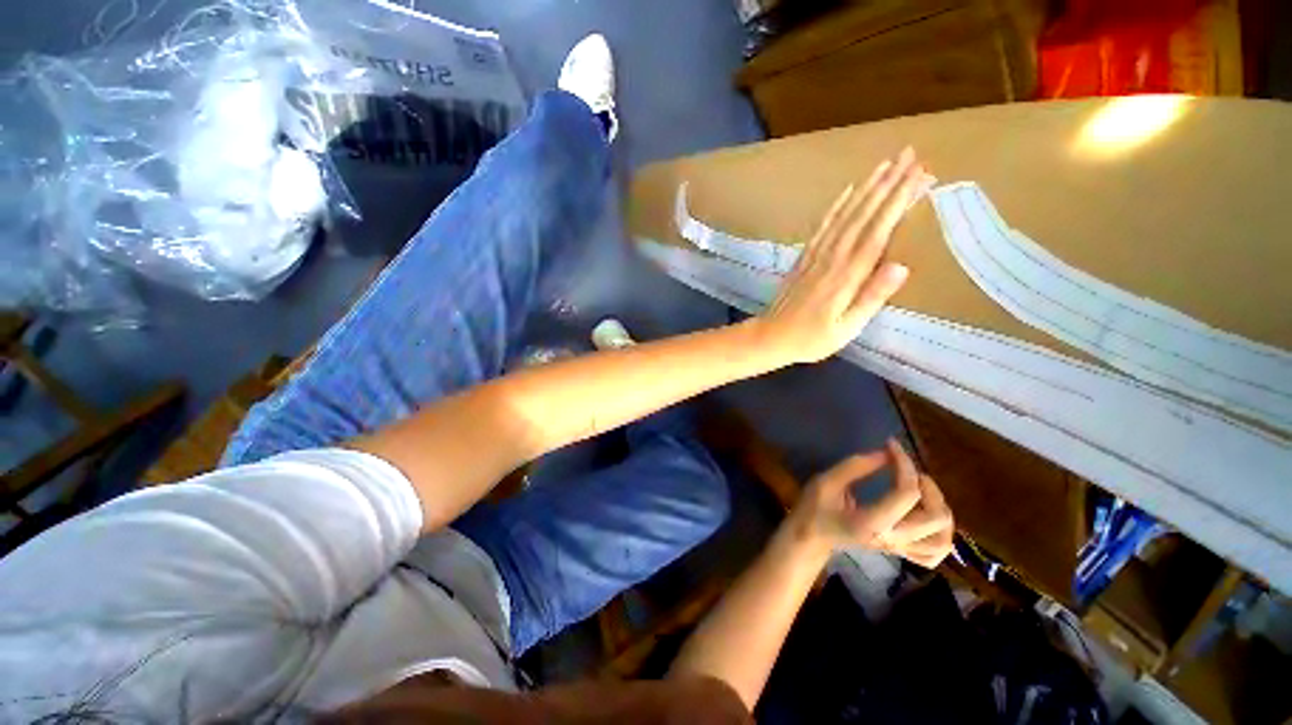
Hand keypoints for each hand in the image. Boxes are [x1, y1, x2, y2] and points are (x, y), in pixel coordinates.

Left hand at [755, 148, 933, 364]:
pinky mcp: (804, 257)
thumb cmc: (812, 338)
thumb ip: (872, 297)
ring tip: (887, 164)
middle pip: (864, 215)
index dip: (900, 201)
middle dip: (889, 184)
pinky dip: (837, 205)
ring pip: (844, 214)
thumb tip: (902, 266)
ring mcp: (816, 255)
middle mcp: (832, 257)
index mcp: (847, 275)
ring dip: (867, 188)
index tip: (919, 174)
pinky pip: (823, 225)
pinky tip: (848, 191)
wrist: (771, 336)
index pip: (879, 230)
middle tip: (911, 155)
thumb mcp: (847, 327)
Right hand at [782, 438, 954, 568]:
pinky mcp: (900, 551)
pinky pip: (934, 553)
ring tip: (923, 492)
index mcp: (871, 522)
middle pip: (935, 518)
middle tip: (910, 471)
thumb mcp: (827, 481)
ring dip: (941, 512)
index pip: (907, 494)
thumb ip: (856, 467)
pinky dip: (941, 536)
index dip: (905, 464)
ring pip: (942, 540)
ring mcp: (899, 549)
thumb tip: (887, 453)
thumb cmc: (815, 507)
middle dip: (929, 487)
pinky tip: (928, 519)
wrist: (811, 535)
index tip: (891, 445)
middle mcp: (891, 539)